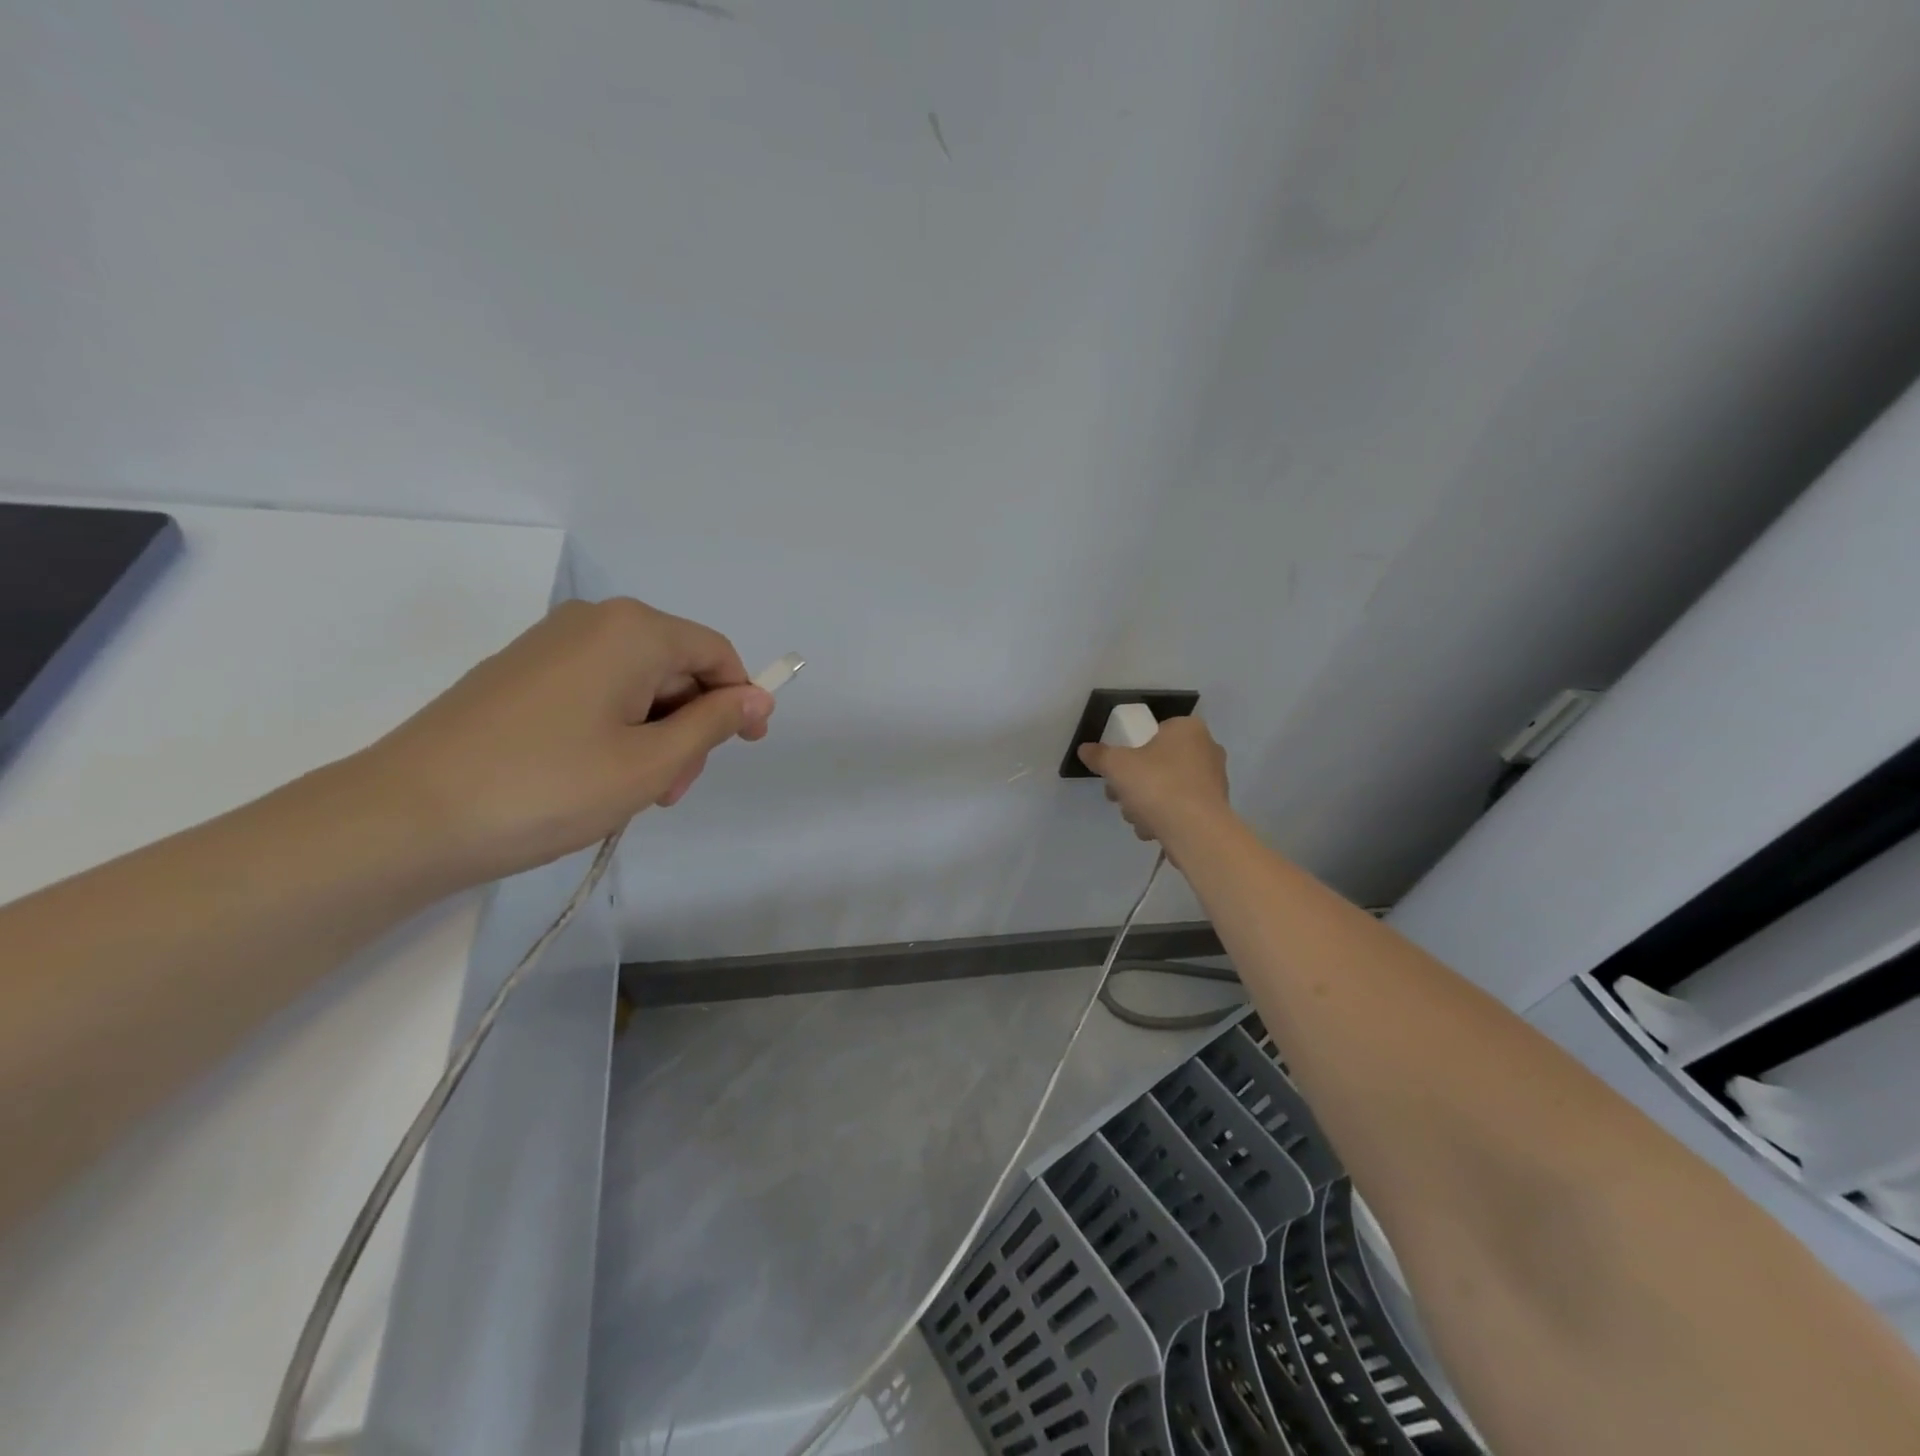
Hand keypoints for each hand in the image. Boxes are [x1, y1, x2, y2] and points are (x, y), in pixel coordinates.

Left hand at [359, 597, 773, 882]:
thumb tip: (758, 697)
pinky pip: (596, 691)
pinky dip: (616, 730)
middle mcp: (593, 622)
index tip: (746, 749)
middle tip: (672, 790)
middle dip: (690, 726)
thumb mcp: (652, 763)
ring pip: (636, 684)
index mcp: (633, 630)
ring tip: (632, 793)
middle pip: (675, 667)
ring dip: (654, 735)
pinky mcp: (520, 673)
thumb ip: (714, 724)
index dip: (742, 699)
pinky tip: (595, 776)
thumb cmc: (549, 787)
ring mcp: (550, 645)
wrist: (406, 816)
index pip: (715, 652)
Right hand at [1077, 716, 1229, 845]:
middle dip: (1135, 782)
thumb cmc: (1157, 785)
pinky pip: (1182, 807)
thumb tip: (1085, 749)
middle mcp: (1207, 749)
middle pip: (1158, 762)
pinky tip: (1153, 830)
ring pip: (1168, 786)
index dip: (1132, 749)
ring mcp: (1215, 780)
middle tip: (1119, 796)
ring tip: (1135, 818)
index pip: (1155, 731)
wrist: (1195, 831)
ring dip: (1147, 802)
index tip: (1118, 769)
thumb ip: (1099, 755)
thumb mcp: (1116, 765)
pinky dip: (1165, 817)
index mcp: (1188, 729)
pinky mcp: (1215, 808)